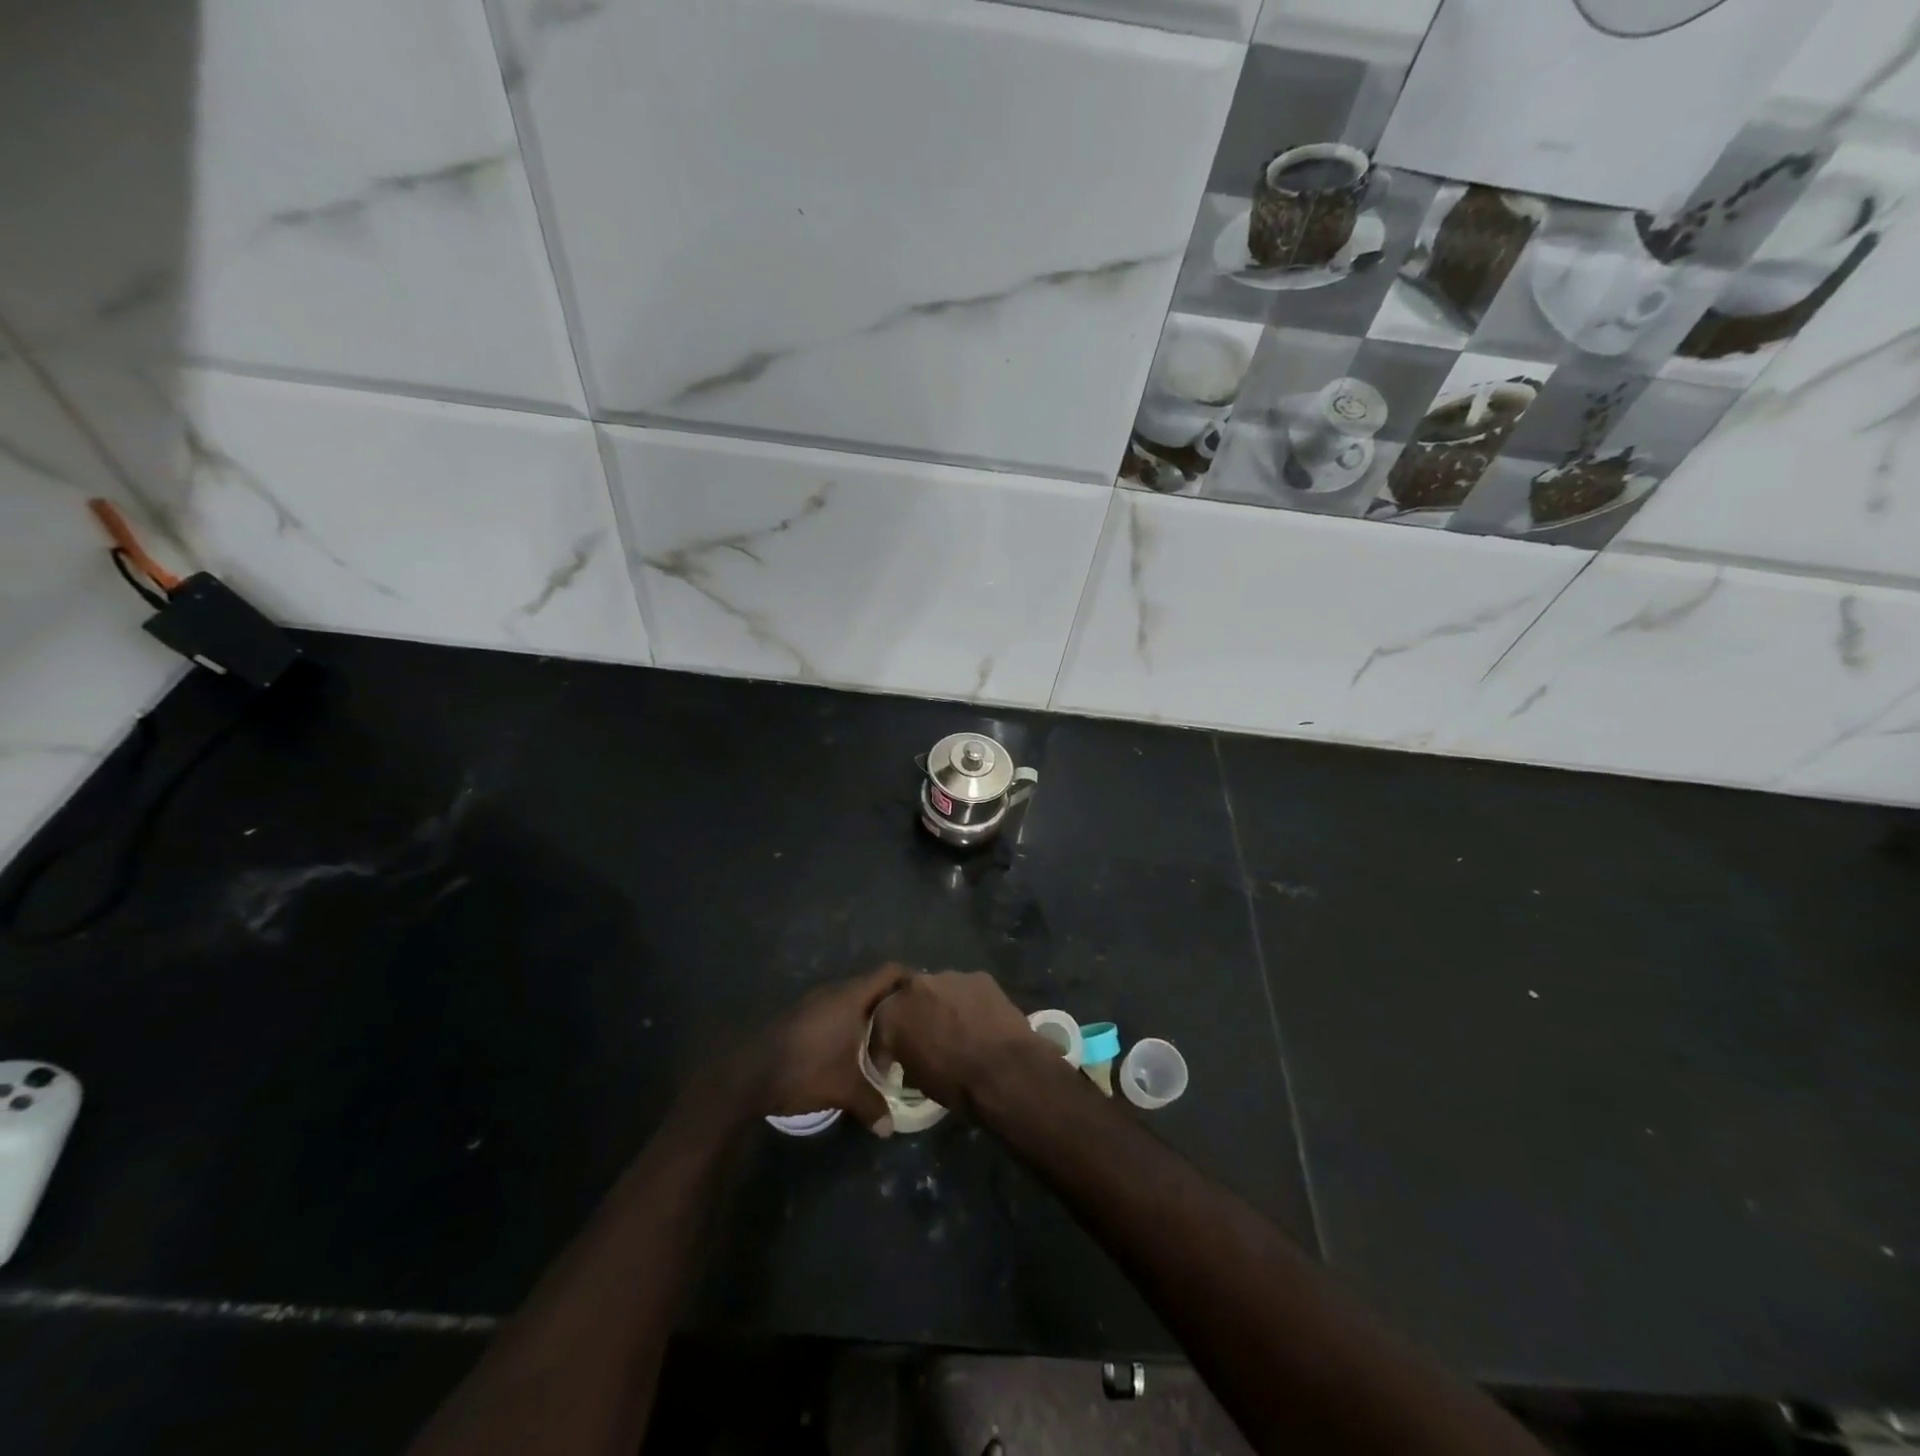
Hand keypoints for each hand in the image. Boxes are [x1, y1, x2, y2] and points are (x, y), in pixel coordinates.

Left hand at [747, 965, 911, 1131]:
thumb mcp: (844, 1090)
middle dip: (891, 1004)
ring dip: (866, 1016)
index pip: (889, 972)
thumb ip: (872, 1104)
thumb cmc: (805, 1070)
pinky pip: (834, 1010)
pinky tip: (850, 1049)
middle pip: (872, 986)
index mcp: (851, 996)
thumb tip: (890, 1128)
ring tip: (884, 1040)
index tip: (926, 994)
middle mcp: (834, 991)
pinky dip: (847, 1024)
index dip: (909, 978)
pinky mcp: (799, 1015)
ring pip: (850, 1000)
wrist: (748, 1074)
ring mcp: (814, 1001)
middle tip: (910, 1026)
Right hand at [872, 969, 1046, 1112]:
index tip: (894, 1057)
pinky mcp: (979, 976)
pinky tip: (981, 1020)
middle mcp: (915, 986)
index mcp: (891, 1014)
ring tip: (958, 1026)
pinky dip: (970, 1002)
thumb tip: (911, 1053)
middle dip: (915, 1012)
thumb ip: (906, 1055)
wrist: (1004, 1071)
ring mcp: (949, 976)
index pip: (880, 1024)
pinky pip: (967, 989)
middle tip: (928, 1033)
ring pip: (940, 989)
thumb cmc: (955, 1084)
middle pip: (909, 996)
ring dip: (943, 1004)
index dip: (887, 1041)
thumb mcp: (916, 1079)